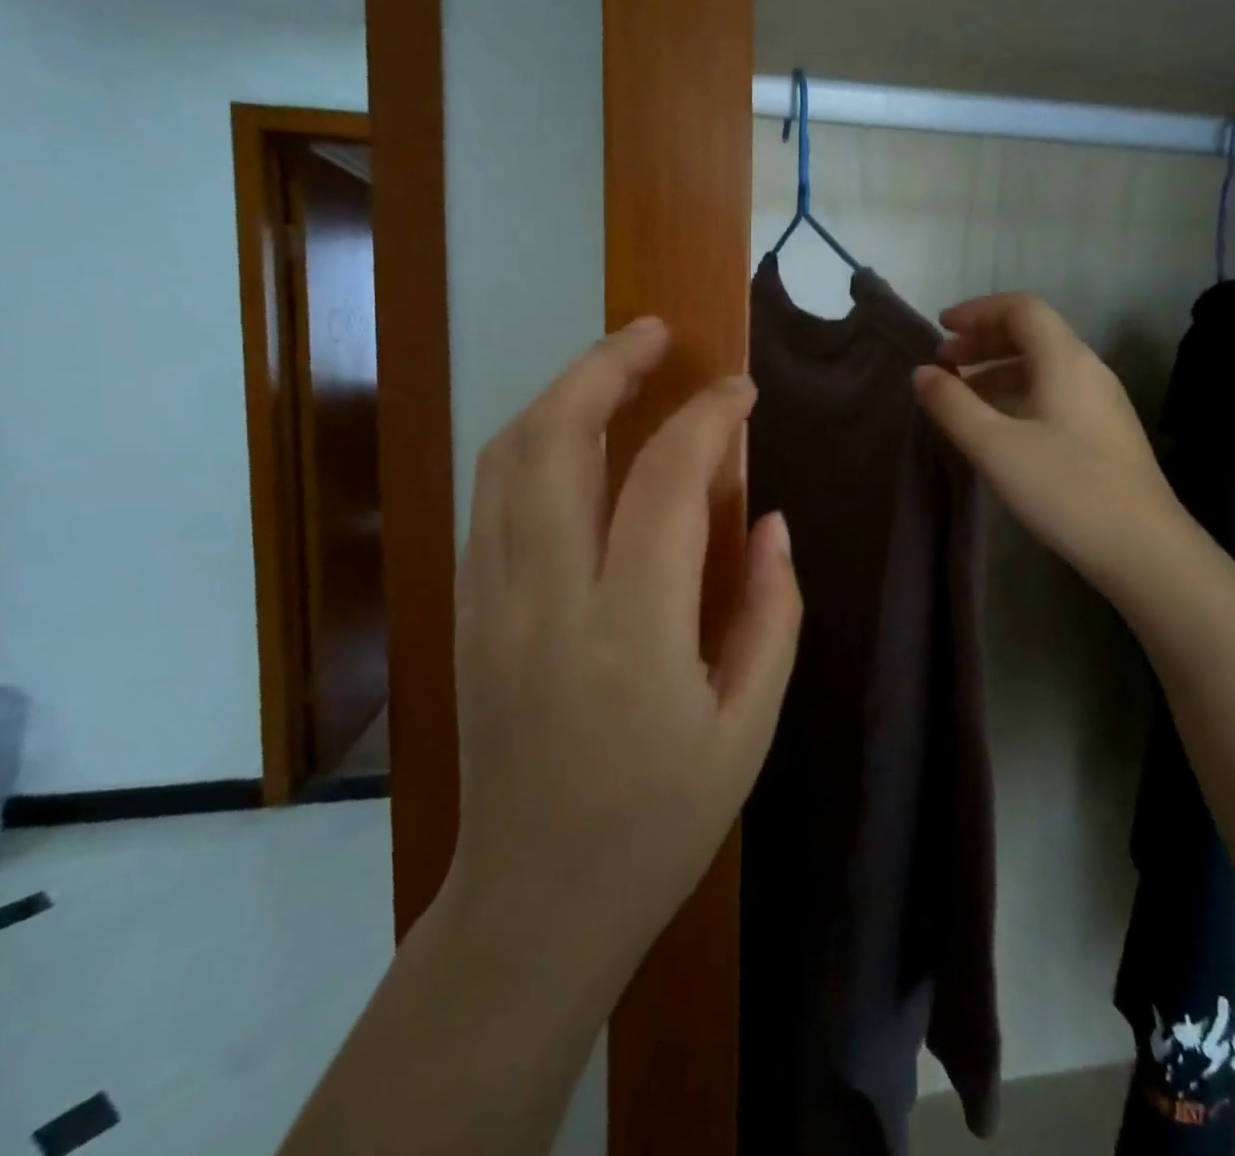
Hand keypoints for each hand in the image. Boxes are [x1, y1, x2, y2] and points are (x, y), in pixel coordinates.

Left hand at [445, 318, 801, 993]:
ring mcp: (488, 602)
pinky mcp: (463, 612)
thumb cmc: (661, 821)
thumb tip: (768, 519)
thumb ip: (771, 612)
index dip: (708, 418)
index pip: (665, 481)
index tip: (740, 392)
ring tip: (614, 365)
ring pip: (506, 457)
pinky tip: (572, 433)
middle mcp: (545, 601)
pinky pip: (489, 497)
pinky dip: (530, 442)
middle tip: (655, 334)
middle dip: (606, 365)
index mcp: (631, 635)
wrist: (535, 901)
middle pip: (555, 440)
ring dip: (560, 393)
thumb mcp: (750, 727)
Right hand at [914, 293, 1183, 576]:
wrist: (1142, 547)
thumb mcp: (994, 447)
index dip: (977, 311)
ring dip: (999, 369)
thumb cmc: (1064, 489)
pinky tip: (1000, 425)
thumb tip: (922, 373)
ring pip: (1044, 365)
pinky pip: (1055, 391)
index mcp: (1064, 360)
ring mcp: (1102, 401)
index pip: (1021, 309)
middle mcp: (1088, 369)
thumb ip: (953, 405)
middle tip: (944, 362)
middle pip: (1033, 333)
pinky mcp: (1105, 431)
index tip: (940, 328)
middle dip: (983, 340)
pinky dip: (1018, 392)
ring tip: (963, 394)